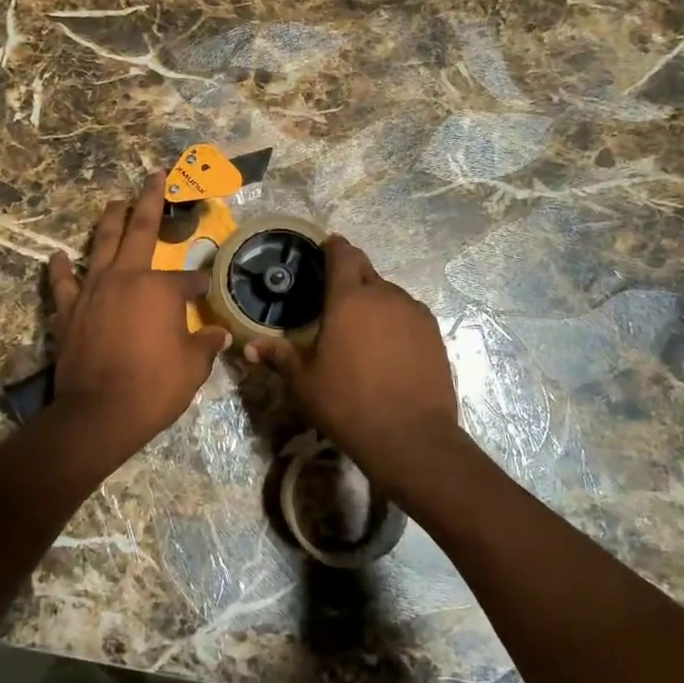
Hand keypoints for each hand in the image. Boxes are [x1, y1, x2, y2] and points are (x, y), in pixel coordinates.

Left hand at [47, 172, 230, 455]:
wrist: (99, 412)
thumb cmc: (153, 388)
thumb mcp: (192, 368)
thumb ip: (205, 345)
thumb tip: (221, 334)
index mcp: (161, 289)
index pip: (187, 279)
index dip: (200, 283)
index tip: (206, 289)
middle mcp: (127, 277)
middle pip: (140, 230)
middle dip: (149, 201)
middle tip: (154, 176)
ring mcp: (93, 290)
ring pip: (101, 244)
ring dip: (109, 220)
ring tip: (114, 203)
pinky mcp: (68, 310)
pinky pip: (63, 282)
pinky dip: (61, 267)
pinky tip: (58, 255)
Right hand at [243, 236, 459, 474]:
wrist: (411, 437)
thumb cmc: (348, 403)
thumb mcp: (305, 382)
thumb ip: (279, 357)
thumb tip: (249, 349)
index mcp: (350, 299)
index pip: (343, 255)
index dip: (334, 246)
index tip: (327, 245)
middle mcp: (385, 296)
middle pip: (367, 271)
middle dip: (352, 274)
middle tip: (335, 293)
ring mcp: (415, 313)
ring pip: (390, 294)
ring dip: (374, 300)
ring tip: (361, 325)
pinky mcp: (434, 334)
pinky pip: (409, 314)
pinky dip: (396, 320)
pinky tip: (388, 345)